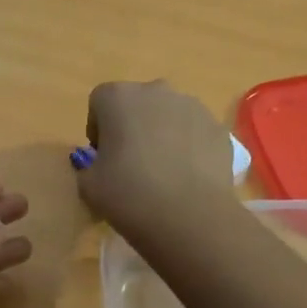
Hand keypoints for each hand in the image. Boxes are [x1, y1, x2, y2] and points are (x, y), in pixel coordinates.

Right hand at [74, 81, 238, 241]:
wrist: (190, 216)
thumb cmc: (129, 194)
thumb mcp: (89, 185)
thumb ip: (88, 167)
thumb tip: (100, 166)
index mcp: (118, 97)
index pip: (99, 102)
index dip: (98, 128)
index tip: (102, 156)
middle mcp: (156, 90)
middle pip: (137, 103)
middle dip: (132, 125)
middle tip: (131, 162)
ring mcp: (192, 106)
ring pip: (169, 115)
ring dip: (162, 133)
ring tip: (164, 171)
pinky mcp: (218, 127)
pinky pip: (195, 132)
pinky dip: (189, 146)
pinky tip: (187, 176)